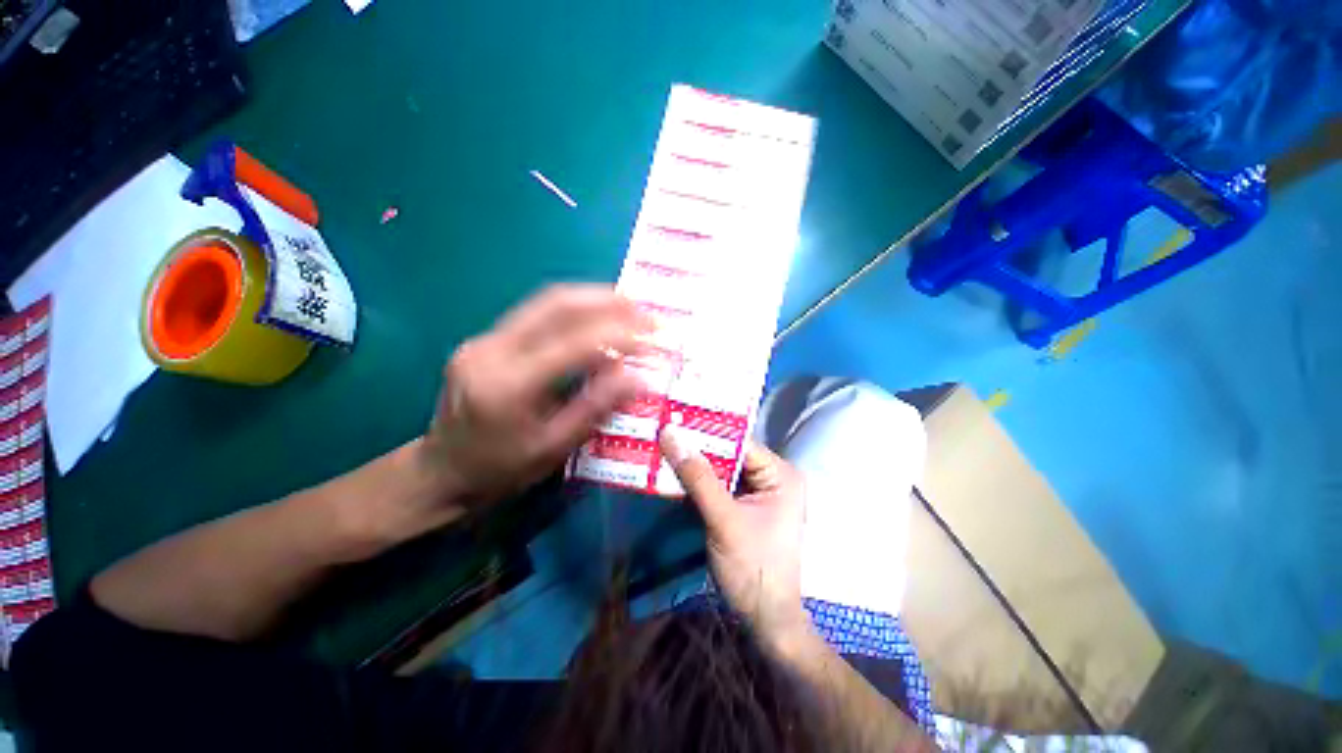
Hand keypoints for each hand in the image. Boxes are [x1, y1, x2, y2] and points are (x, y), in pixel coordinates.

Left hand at [425, 285, 653, 504]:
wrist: (439, 472)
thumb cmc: (500, 470)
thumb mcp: (553, 448)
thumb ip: (595, 408)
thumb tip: (638, 377)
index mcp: (508, 385)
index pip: (574, 344)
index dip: (619, 336)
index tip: (652, 338)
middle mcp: (491, 350)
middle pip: (556, 305)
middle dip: (607, 301)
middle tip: (644, 309)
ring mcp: (484, 339)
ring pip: (545, 302)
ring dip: (592, 299)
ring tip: (628, 306)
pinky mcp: (486, 339)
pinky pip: (536, 315)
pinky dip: (574, 312)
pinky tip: (596, 318)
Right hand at [660, 430, 810, 645]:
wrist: (766, 620)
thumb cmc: (752, 569)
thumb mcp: (723, 520)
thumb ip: (698, 477)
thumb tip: (671, 434)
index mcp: (780, 474)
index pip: (739, 441)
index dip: (706, 431)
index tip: (674, 420)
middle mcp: (774, 476)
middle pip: (730, 453)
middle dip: (698, 448)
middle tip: (664, 432)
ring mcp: (760, 492)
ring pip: (722, 468)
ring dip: (695, 464)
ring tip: (664, 447)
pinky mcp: (746, 506)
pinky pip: (720, 485)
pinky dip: (699, 482)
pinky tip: (675, 474)